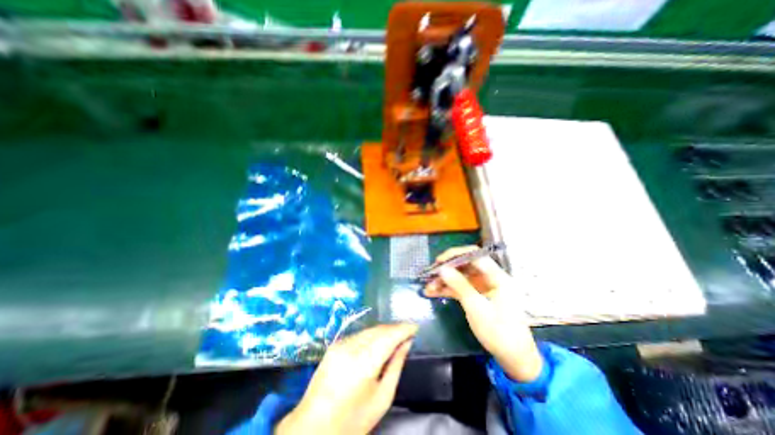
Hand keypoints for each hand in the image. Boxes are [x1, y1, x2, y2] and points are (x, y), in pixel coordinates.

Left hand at [274, 322, 418, 434]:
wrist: (312, 428)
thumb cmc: (352, 421)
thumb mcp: (382, 398)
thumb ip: (396, 366)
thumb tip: (407, 344)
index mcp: (365, 362)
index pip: (389, 336)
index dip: (404, 329)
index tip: (415, 327)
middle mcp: (352, 347)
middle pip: (379, 329)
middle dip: (395, 328)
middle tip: (408, 332)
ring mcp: (341, 344)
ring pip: (369, 330)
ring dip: (384, 331)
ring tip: (395, 336)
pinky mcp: (334, 345)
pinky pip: (359, 334)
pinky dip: (372, 335)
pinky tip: (377, 342)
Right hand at [423, 247, 542, 381]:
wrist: (514, 359)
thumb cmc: (499, 333)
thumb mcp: (477, 308)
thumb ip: (459, 286)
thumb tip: (442, 268)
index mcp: (497, 277)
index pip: (475, 256)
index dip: (456, 255)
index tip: (439, 261)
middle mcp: (490, 278)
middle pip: (465, 266)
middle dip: (447, 269)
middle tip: (430, 274)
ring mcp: (483, 287)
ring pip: (460, 277)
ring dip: (444, 281)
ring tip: (427, 287)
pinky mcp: (477, 296)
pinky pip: (460, 288)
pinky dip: (447, 290)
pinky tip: (432, 292)